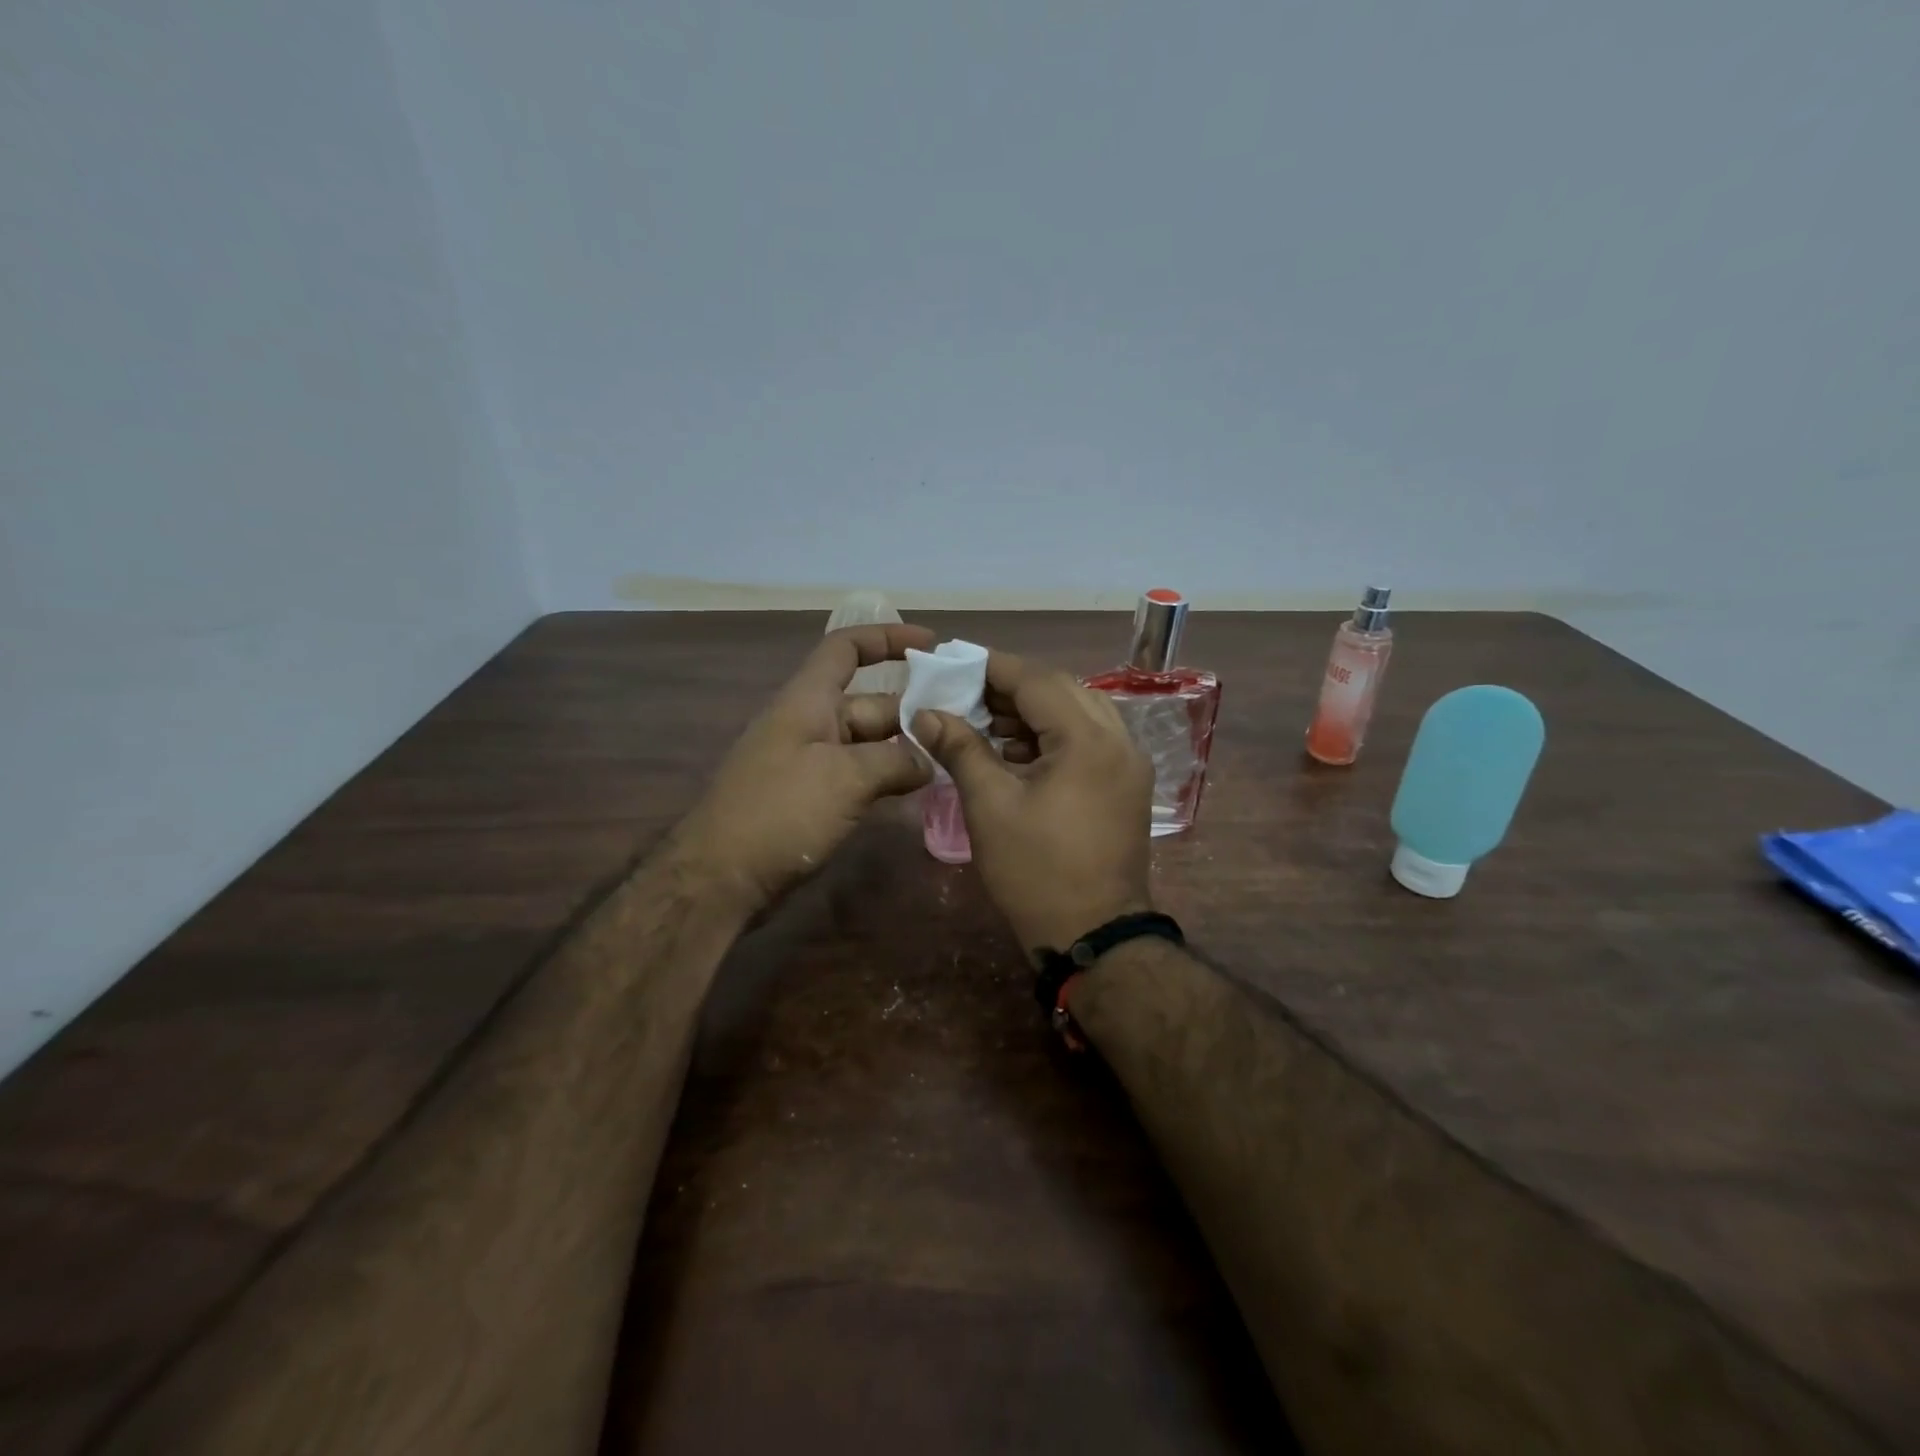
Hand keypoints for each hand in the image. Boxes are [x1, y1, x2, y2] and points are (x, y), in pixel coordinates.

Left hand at [676, 624, 935, 915]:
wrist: (720, 878)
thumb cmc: (781, 812)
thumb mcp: (846, 778)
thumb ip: (895, 761)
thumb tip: (927, 762)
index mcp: (808, 700)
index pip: (846, 648)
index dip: (886, 639)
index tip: (931, 644)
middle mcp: (809, 723)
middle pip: (869, 702)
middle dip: (913, 709)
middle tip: (964, 726)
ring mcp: (809, 763)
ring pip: (868, 742)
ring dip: (905, 748)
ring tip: (952, 758)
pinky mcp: (811, 797)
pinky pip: (858, 774)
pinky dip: (886, 776)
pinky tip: (917, 790)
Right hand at [913, 651, 1154, 951]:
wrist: (1093, 935)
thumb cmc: (1036, 871)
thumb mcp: (990, 806)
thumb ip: (961, 749)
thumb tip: (926, 713)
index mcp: (1089, 740)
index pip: (1037, 681)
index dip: (993, 668)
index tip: (955, 662)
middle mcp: (1119, 740)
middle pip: (1062, 691)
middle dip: (1012, 688)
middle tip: (967, 694)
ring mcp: (1129, 764)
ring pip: (1078, 714)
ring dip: (1033, 712)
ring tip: (986, 722)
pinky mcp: (1127, 785)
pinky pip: (1089, 740)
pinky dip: (1053, 736)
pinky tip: (1016, 751)